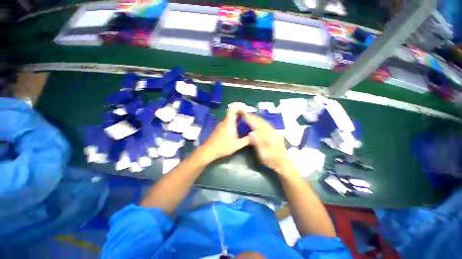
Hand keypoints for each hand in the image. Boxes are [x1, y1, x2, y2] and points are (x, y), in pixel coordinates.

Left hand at [201, 109, 250, 161]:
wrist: (209, 150)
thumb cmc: (224, 147)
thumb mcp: (237, 145)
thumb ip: (246, 140)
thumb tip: (253, 136)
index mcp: (229, 123)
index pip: (232, 109)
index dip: (238, 106)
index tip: (245, 108)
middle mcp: (224, 122)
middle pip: (231, 113)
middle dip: (239, 113)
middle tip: (247, 116)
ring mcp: (220, 125)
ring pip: (229, 118)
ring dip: (235, 119)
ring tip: (243, 122)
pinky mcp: (218, 128)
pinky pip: (226, 122)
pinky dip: (231, 123)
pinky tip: (235, 129)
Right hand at [242, 112, 293, 175]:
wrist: (283, 162)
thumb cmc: (271, 159)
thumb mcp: (263, 153)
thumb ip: (258, 142)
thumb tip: (251, 133)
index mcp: (267, 135)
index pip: (256, 123)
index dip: (248, 117)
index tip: (242, 113)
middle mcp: (270, 130)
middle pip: (259, 120)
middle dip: (251, 115)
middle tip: (243, 111)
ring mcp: (273, 131)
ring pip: (262, 121)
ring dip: (255, 117)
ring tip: (248, 114)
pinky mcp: (273, 132)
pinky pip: (264, 123)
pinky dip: (259, 120)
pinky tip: (256, 121)